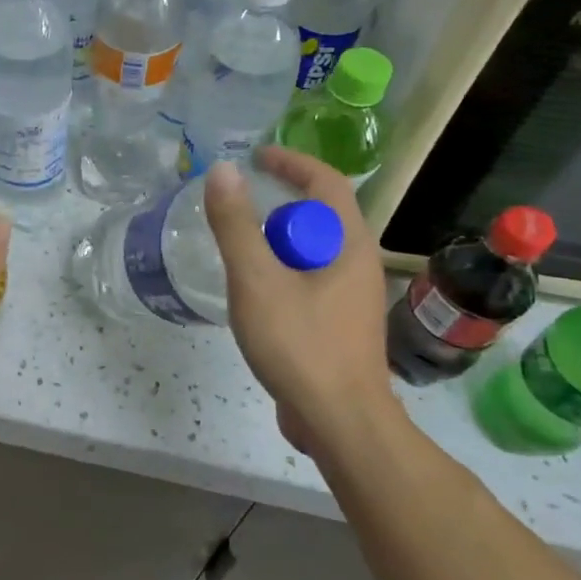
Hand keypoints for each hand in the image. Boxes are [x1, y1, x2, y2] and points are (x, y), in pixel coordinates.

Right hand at [204, 147, 399, 441]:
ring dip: (276, 244)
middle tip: (236, 215)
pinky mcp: (338, 325)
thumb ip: (236, 225)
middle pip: (318, 216)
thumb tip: (222, 171)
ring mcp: (350, 298)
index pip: (326, 182)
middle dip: (277, 207)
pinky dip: (280, 274)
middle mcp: (358, 264)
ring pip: (311, 253)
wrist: (339, 422)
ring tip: (238, 256)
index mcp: (349, 244)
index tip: (255, 157)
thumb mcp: (257, 280)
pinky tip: (254, 297)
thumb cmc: (300, 344)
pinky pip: (308, 281)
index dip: (291, 162)